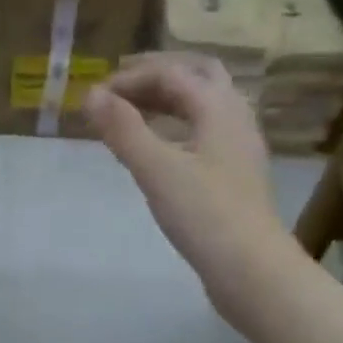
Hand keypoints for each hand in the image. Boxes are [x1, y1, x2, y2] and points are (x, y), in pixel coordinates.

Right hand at [85, 53, 289, 316]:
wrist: (251, 269)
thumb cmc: (204, 215)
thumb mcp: (156, 170)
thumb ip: (123, 130)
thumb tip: (90, 94)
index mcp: (219, 108)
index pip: (172, 73)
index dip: (130, 78)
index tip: (95, 97)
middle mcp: (235, 118)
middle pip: (199, 76)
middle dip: (158, 75)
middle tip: (121, 85)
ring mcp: (239, 147)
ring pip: (205, 105)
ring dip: (169, 99)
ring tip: (133, 113)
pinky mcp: (236, 174)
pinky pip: (206, 131)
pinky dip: (178, 125)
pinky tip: (160, 148)